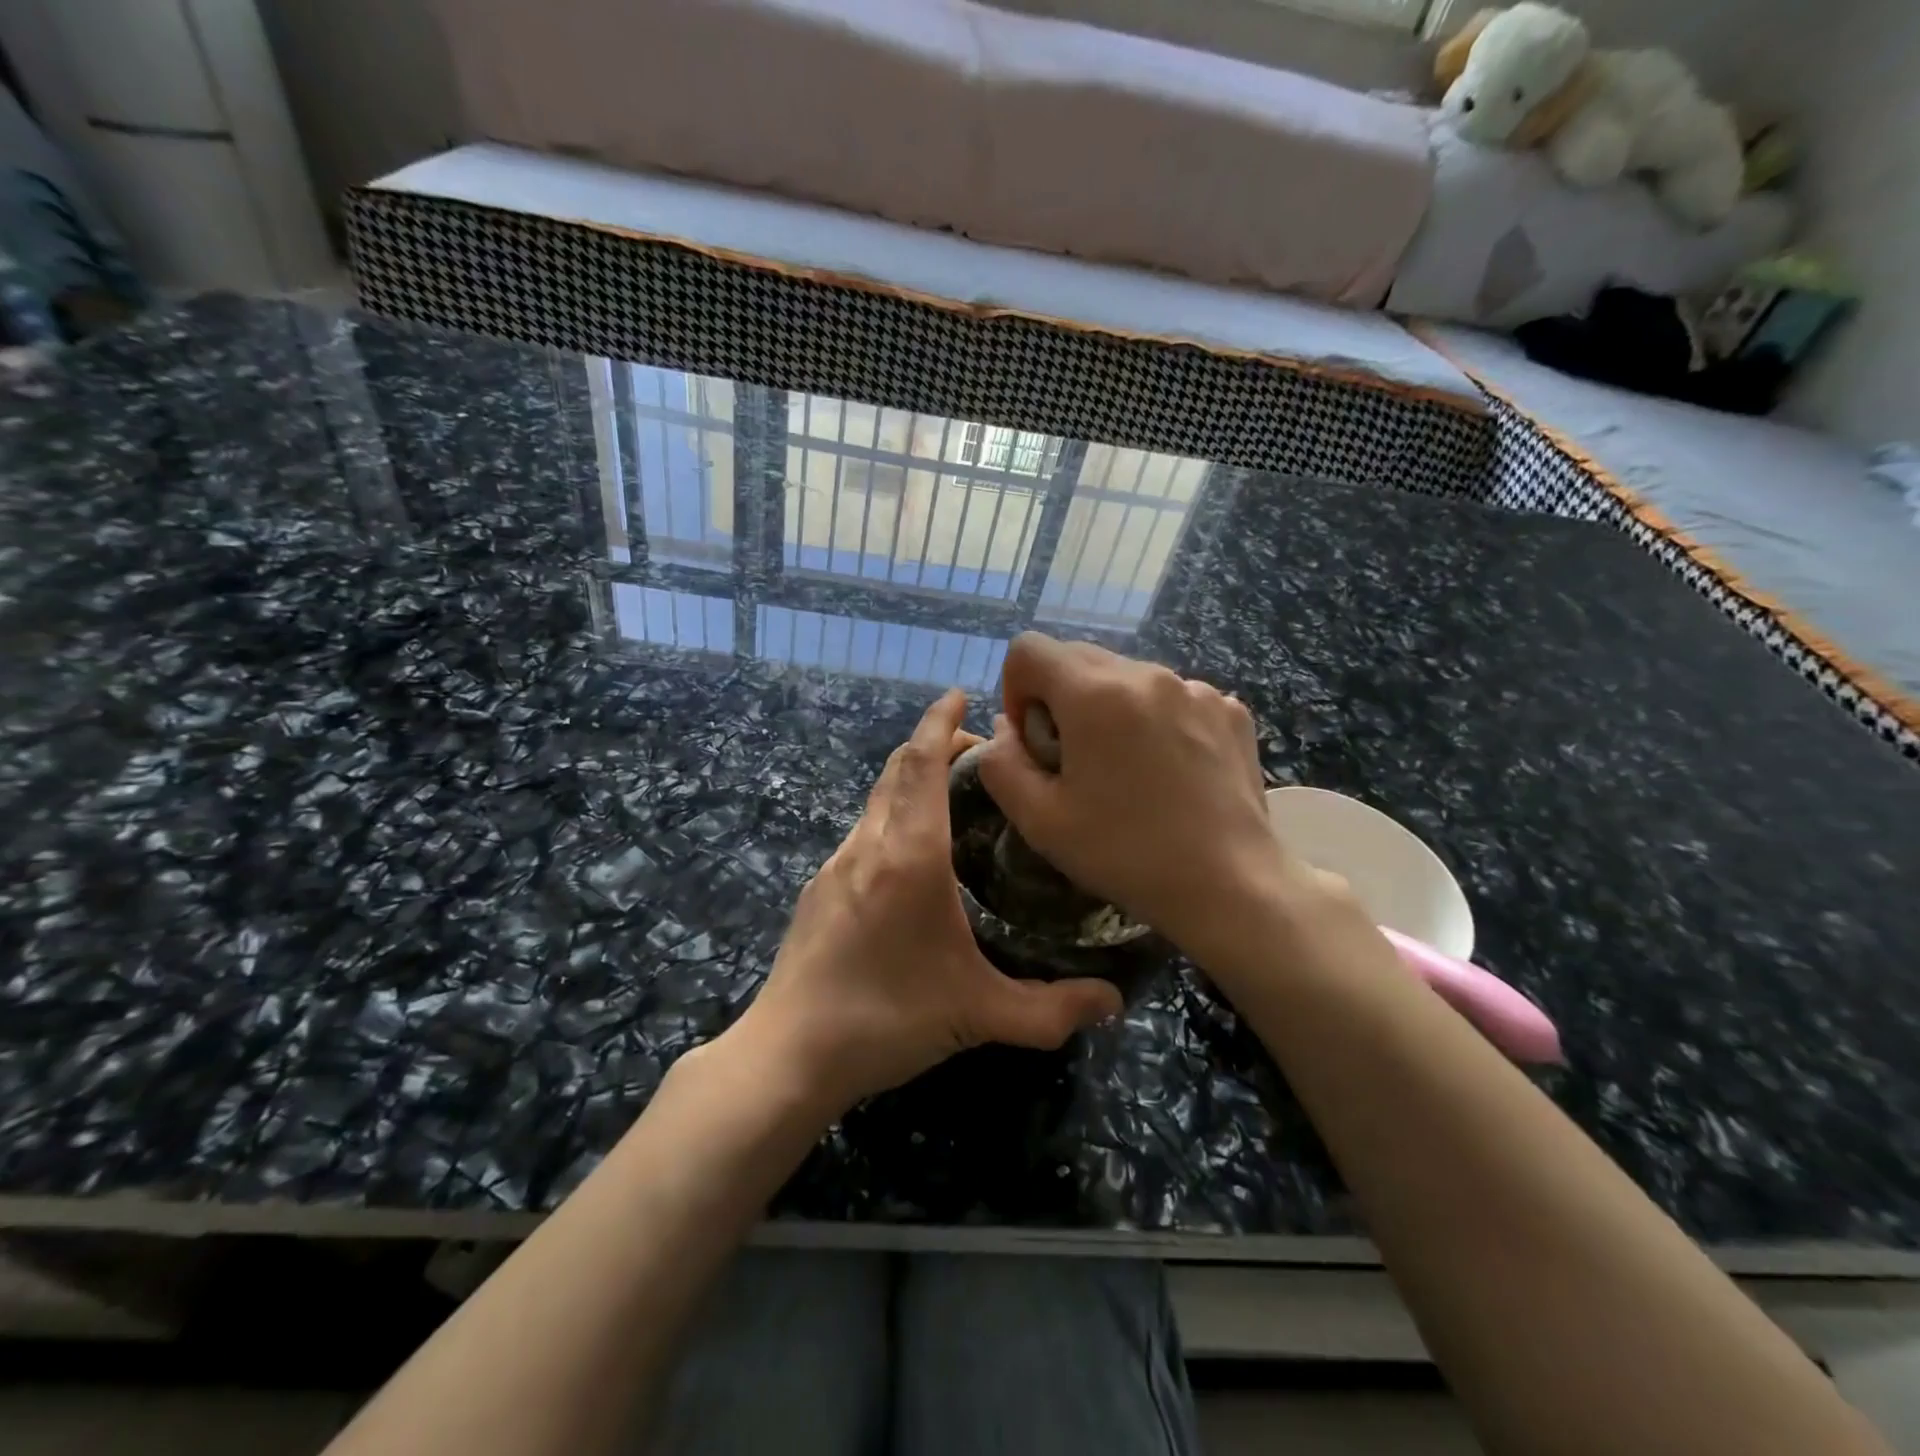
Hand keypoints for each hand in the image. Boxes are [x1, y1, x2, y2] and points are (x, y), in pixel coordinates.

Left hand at [732, 689, 1123, 1114]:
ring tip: (951, 798)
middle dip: (933, 745)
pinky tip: (911, 857)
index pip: (922, 762)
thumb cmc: (886, 1019)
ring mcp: (836, 865)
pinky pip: (862, 831)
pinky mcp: (818, 890)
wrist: (788, 1054)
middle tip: (976, 751)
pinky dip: (891, 816)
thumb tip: (1114, 1003)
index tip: (960, 693)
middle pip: (897, 769)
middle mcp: (868, 844)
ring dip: (910, 781)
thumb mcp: (979, 1014)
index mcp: (909, 854)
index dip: (941, 721)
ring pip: (876, 800)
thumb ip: (1052, 1009)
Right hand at [975, 635, 1318, 961]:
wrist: (1230, 885)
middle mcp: (1147, 674)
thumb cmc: (1125, 854)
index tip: (1033, 740)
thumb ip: (1000, 764)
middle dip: (1060, 700)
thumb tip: (1006, 729)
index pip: (1029, 649)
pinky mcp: (1231, 709)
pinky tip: (1171, 771)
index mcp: (1094, 693)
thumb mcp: (1039, 819)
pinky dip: (1157, 720)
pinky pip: (1173, 697)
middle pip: (1078, 658)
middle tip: (1075, 760)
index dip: (1015, 690)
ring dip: (1110, 709)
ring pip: (1127, 678)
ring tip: (1128, 770)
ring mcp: (1196, 688)